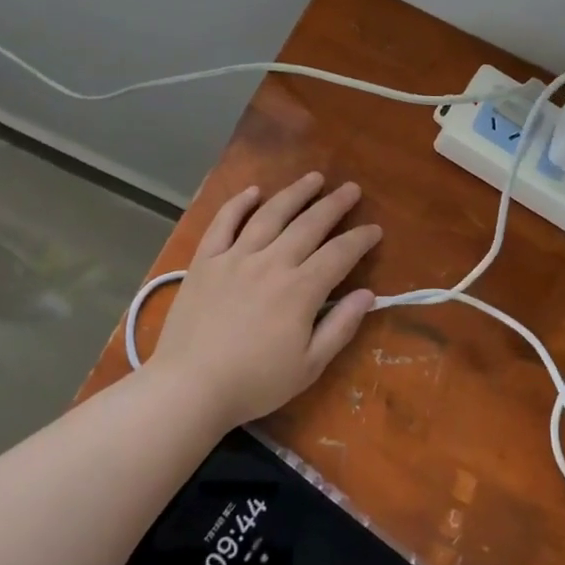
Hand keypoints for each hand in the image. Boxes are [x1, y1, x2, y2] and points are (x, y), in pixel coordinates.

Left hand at [149, 173, 381, 427]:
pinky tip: (253, 191)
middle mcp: (271, 262)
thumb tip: (367, 295)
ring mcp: (235, 257)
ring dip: (295, 193)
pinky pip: (223, 222)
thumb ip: (340, 327)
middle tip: (351, 188)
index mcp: (300, 289)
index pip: (339, 254)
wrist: (189, 387)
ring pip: (270, 215)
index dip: (360, 239)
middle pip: (309, 224)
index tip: (374, 229)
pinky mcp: (206, 261)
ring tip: (313, 178)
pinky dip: (239, 203)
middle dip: (334, 204)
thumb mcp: (309, 366)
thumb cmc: (254, 382)